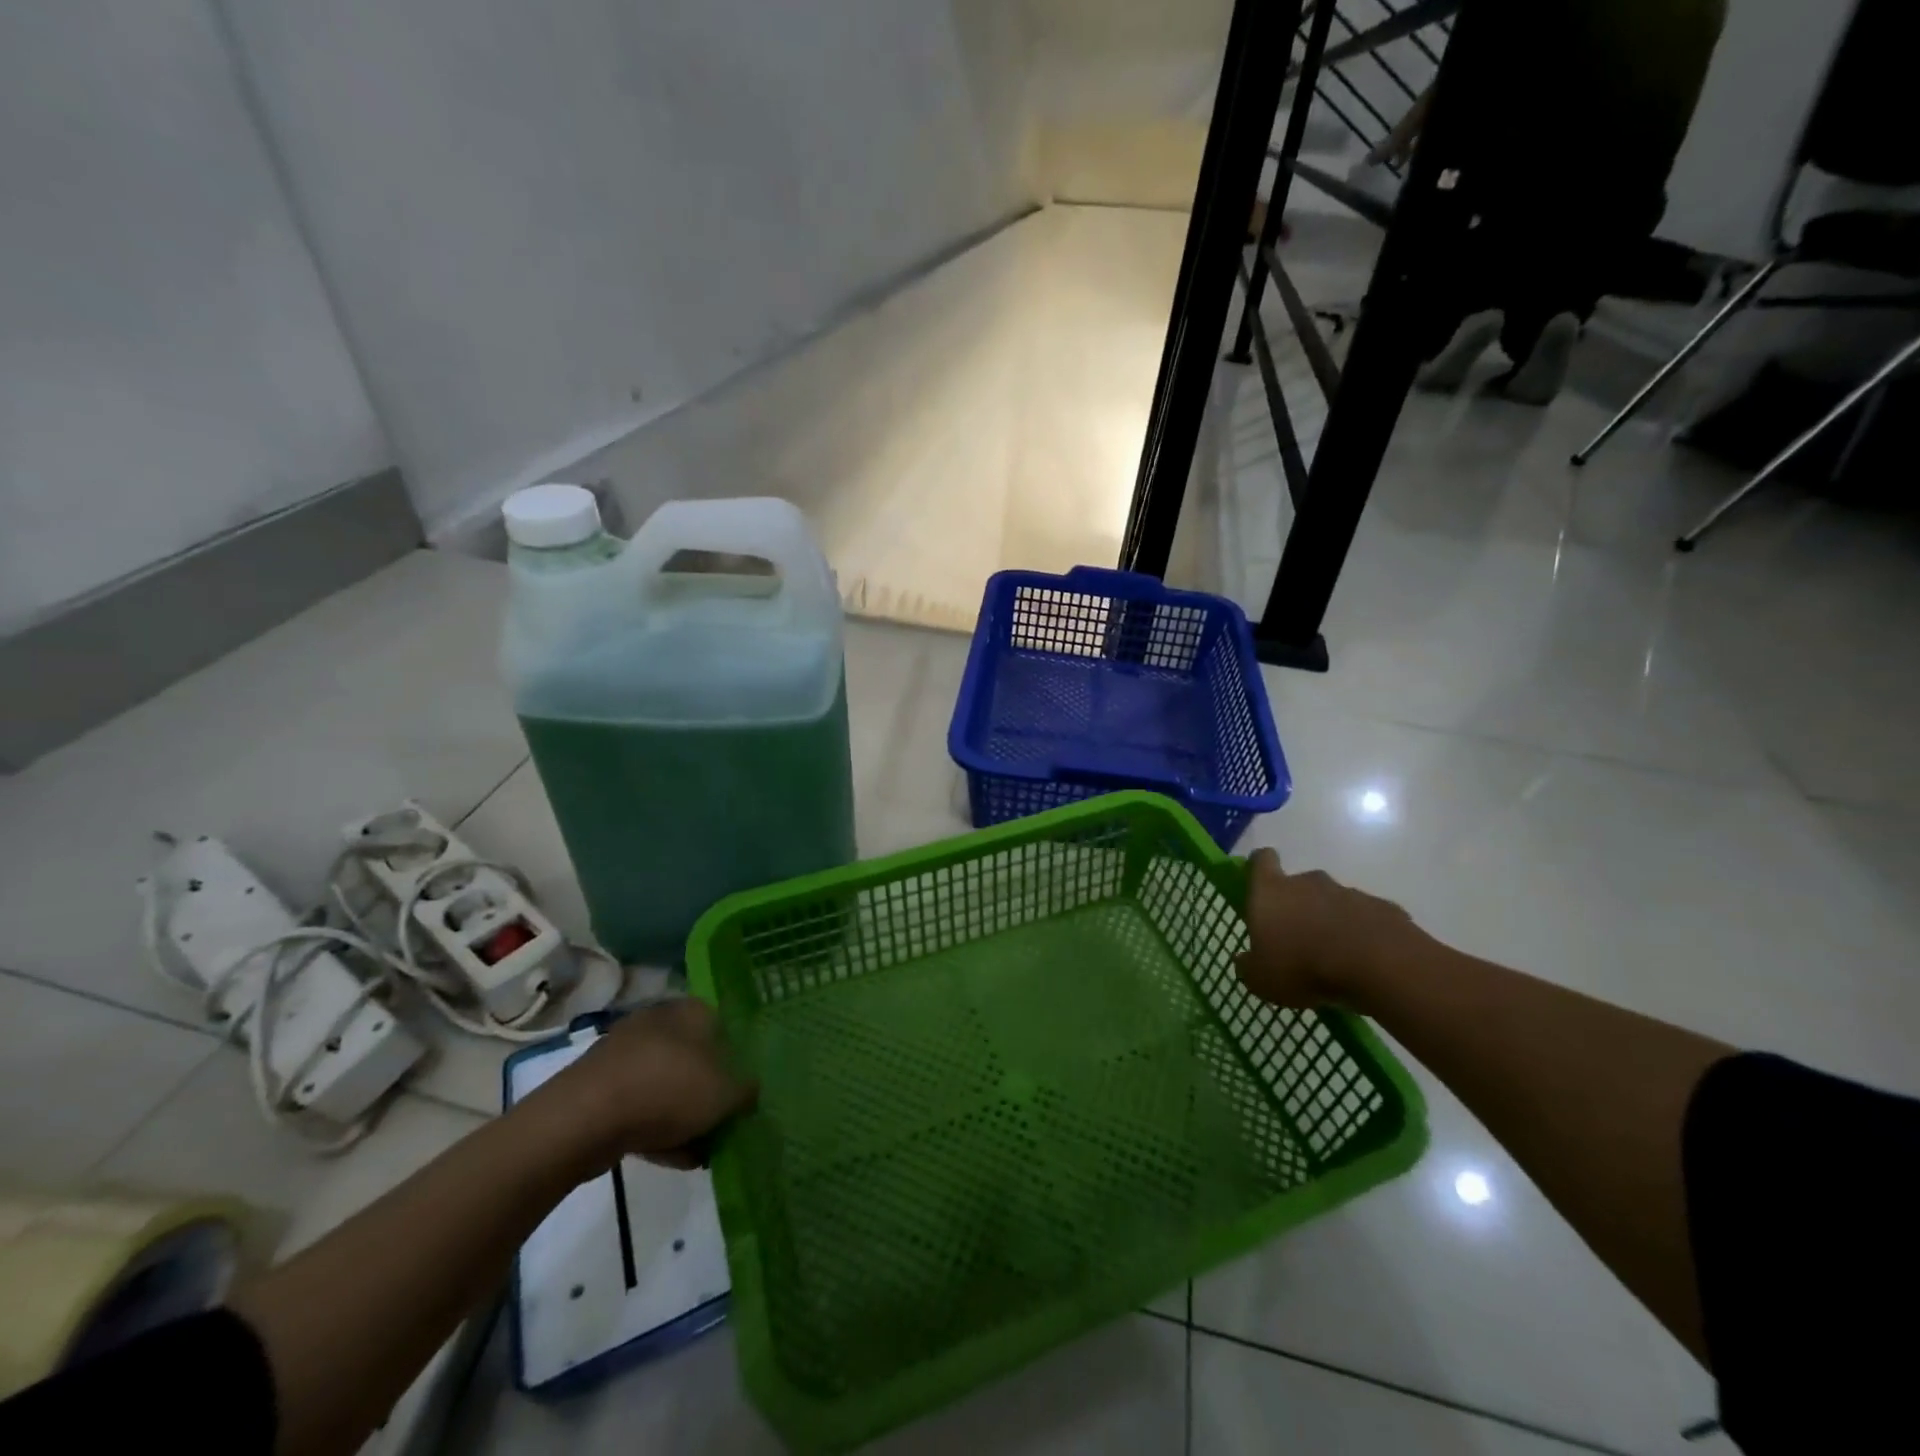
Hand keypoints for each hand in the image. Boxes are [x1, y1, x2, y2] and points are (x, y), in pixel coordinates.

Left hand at [543, 998, 756, 1170]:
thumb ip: (746, 1090)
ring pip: (666, 1083)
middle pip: (696, 1056)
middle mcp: (658, 1021)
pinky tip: (671, 1157)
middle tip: (724, 1121)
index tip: (745, 1089)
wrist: (583, 1119)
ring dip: (682, 1114)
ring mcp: (624, 1053)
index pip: (725, 1025)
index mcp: (692, 1010)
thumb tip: (750, 1091)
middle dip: (709, 1090)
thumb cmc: (668, 1089)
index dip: (738, 1058)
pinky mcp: (599, 1086)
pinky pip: (639, 1105)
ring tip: (700, 1149)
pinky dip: (655, 1127)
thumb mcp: (726, 1093)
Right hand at [1234, 848, 1427, 1011]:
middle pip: (1300, 884)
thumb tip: (1245, 960)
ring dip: (1332, 922)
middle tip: (1299, 940)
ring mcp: (1350, 893)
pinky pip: (1367, 919)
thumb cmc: (1304, 967)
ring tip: (1335, 959)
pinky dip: (1364, 935)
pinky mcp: (1384, 909)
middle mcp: (1309, 882)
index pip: (1261, 860)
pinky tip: (1366, 963)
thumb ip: (1248, 966)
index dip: (1260, 867)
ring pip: (1334, 903)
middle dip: (1299, 906)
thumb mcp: (1261, 980)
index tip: (1262, 884)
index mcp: (1272, 891)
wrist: (1380, 967)